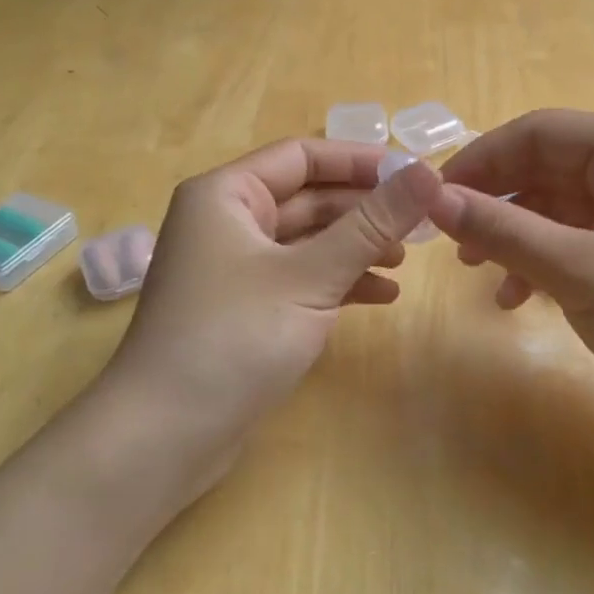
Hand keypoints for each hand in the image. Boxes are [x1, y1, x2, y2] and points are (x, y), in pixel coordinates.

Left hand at [97, 138, 442, 502]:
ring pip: (307, 241)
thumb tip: (428, 171)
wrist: (165, 437)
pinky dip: (338, 282)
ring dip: (356, 247)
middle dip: (363, 210)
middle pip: (308, 198)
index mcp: (226, 195)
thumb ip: (372, 223)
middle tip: (420, 223)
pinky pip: (299, 278)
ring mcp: (234, 268)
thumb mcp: (312, 275)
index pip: (302, 156)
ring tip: (404, 262)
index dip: (360, 161)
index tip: (415, 173)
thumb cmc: (234, 337)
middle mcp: (226, 222)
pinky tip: (381, 296)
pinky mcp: (245, 309)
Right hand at [429, 110, 593, 448]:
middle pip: (548, 165)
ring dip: (517, 234)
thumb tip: (432, 198)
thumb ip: (502, 230)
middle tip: (449, 241)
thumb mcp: (580, 273)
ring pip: (561, 203)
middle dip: (497, 201)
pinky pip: (584, 233)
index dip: (478, 161)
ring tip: (477, 271)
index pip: (536, 131)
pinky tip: (519, 297)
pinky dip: (548, 257)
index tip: (431, 199)